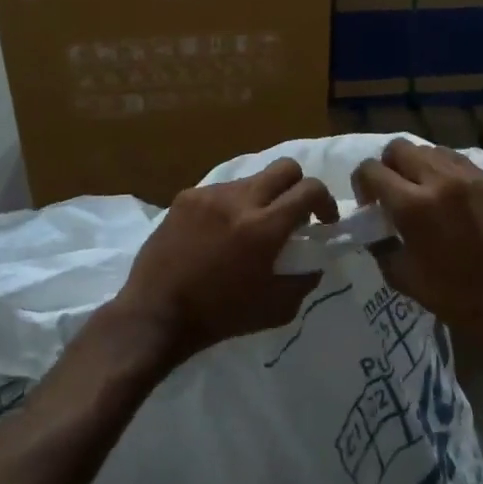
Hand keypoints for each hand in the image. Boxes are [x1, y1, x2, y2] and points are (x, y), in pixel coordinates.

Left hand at [113, 159, 338, 366]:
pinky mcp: (186, 197)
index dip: (326, 201)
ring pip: (251, 178)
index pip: (310, 189)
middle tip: (293, 214)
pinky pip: (221, 191)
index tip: (323, 221)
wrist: (156, 313)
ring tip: (250, 228)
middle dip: (298, 186)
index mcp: (265, 227)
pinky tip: (219, 233)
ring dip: (262, 198)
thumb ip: (305, 279)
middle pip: (285, 167)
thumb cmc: (221, 316)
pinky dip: (231, 206)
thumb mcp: (277, 308)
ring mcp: (210, 195)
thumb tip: (316, 259)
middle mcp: (240, 200)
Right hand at [353, 138, 482, 345]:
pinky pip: (457, 160)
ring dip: (417, 166)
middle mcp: (439, 180)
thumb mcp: (399, 274)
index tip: (370, 204)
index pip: (371, 170)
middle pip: (398, 148)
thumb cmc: (450, 296)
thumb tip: (371, 224)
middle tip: (393, 193)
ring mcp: (469, 177)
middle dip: (388, 167)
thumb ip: (379, 242)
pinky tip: (448, 195)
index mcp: (412, 205)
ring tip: (423, 192)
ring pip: (429, 150)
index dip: (362, 184)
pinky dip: (444, 170)